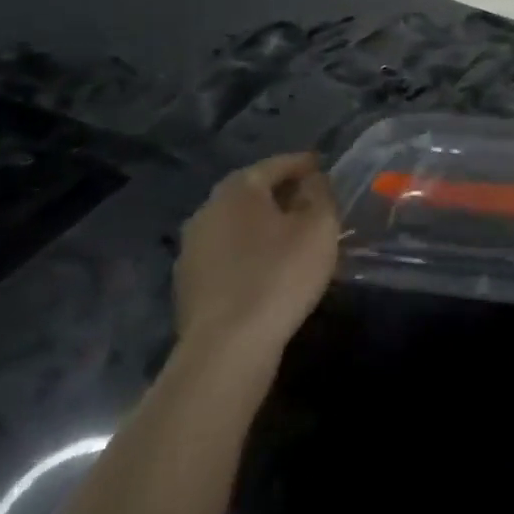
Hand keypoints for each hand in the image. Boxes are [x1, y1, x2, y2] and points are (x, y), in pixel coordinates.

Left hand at [176, 152, 338, 359]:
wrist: (226, 349)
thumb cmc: (280, 275)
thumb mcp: (319, 227)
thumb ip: (320, 194)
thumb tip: (312, 181)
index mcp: (238, 189)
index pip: (276, 164)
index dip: (303, 164)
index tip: (324, 167)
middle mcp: (208, 210)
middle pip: (252, 192)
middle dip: (282, 193)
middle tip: (312, 201)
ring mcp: (192, 249)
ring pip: (238, 225)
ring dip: (264, 225)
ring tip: (294, 236)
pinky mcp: (189, 284)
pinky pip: (228, 254)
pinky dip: (250, 252)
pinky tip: (269, 268)